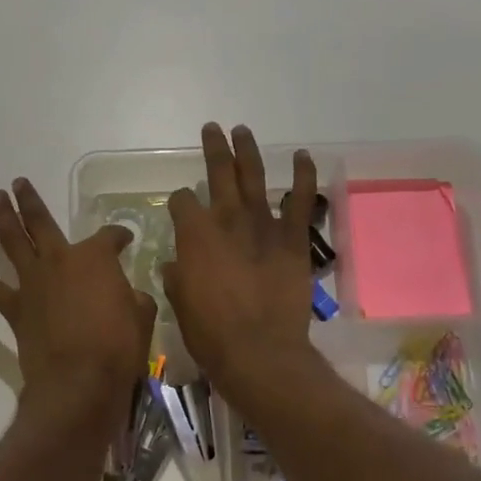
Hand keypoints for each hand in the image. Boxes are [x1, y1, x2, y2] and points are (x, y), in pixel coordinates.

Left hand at [0, 178, 155, 425]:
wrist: (79, 382)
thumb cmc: (118, 347)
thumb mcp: (142, 316)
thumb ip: (133, 298)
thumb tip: (129, 295)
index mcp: (95, 258)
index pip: (110, 236)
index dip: (119, 236)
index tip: (125, 240)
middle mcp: (59, 260)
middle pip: (41, 222)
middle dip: (30, 200)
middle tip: (18, 183)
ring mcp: (33, 282)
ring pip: (11, 241)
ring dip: (3, 217)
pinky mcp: (14, 308)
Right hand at [163, 124, 320, 406]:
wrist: (259, 352)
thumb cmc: (211, 333)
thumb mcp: (180, 303)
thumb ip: (177, 277)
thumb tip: (175, 266)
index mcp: (194, 234)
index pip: (182, 201)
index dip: (180, 202)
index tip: (181, 208)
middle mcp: (227, 219)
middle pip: (218, 172)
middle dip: (213, 149)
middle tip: (212, 129)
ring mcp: (262, 225)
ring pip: (254, 176)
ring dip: (248, 151)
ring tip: (243, 131)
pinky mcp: (293, 239)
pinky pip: (301, 200)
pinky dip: (304, 175)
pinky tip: (303, 156)